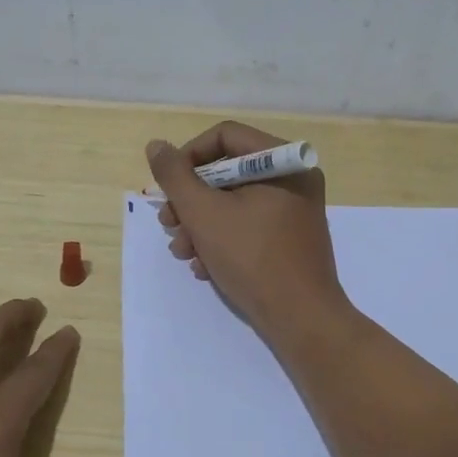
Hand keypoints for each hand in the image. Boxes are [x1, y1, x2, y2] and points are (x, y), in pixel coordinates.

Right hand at [145, 120, 349, 340]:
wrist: (301, 319)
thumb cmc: (252, 258)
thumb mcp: (203, 213)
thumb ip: (175, 176)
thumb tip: (156, 146)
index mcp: (283, 161)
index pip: (224, 136)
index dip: (188, 157)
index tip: (167, 187)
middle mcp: (293, 178)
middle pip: (227, 171)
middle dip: (190, 200)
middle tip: (167, 223)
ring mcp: (293, 210)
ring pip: (233, 202)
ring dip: (199, 224)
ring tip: (182, 251)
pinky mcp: (289, 238)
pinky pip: (248, 224)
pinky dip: (221, 240)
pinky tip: (203, 267)